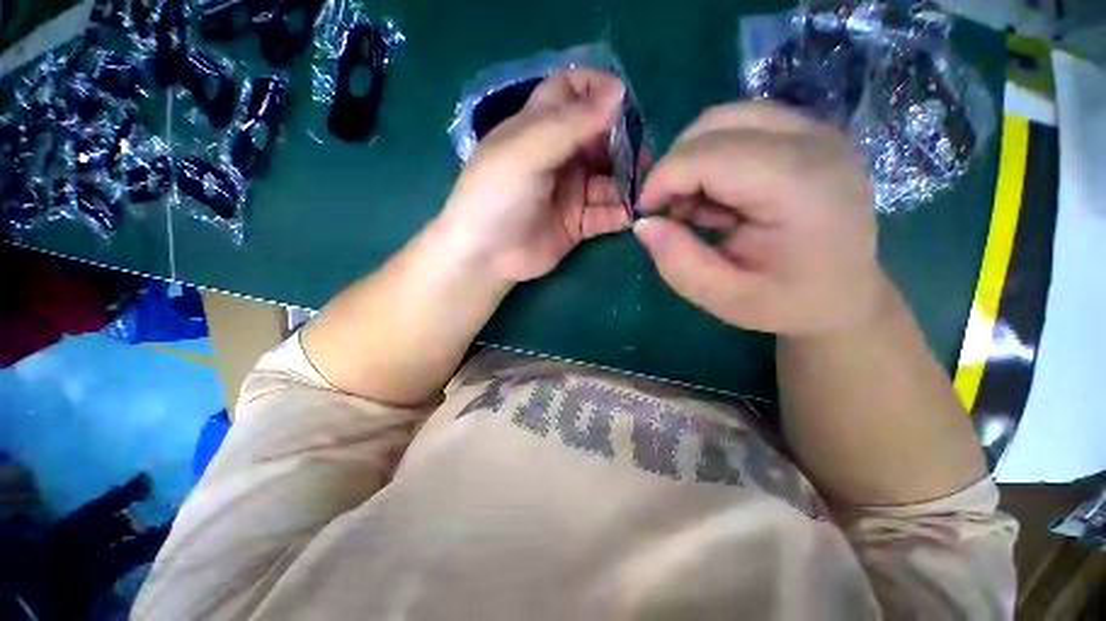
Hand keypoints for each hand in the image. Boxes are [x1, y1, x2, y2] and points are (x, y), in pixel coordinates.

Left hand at [435, 69, 630, 282]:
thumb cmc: (497, 197)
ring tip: (645, 189)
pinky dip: (621, 213)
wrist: (486, 256)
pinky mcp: (577, 223)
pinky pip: (605, 213)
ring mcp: (570, 193)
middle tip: (644, 156)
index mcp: (539, 129)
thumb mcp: (526, 152)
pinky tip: (634, 214)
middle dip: (623, 143)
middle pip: (599, 139)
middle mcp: (558, 157)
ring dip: (628, 182)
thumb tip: (618, 91)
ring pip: (608, 179)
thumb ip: (571, 124)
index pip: (571, 93)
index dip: (596, 90)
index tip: (624, 100)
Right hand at [634, 102, 884, 336]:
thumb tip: (644, 222)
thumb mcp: (724, 299)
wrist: (846, 294)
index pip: (710, 154)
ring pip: (724, 118)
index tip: (645, 214)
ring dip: (694, 161)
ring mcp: (816, 130)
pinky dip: (712, 157)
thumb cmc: (788, 303)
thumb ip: (678, 263)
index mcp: (801, 185)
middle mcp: (815, 141)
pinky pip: (740, 126)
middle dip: (676, 167)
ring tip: (700, 207)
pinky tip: (722, 197)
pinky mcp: (808, 133)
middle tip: (672, 213)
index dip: (663, 179)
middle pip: (716, 124)